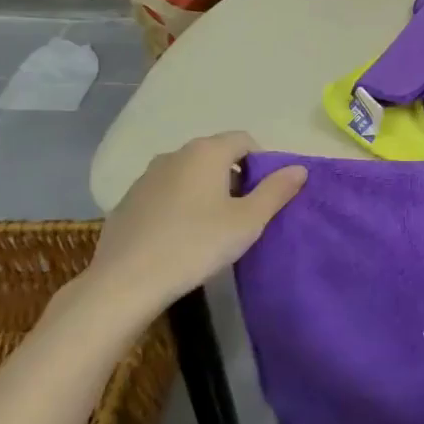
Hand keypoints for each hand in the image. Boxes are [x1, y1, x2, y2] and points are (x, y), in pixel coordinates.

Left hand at [67, 133, 306, 331]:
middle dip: (234, 177)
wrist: (125, 282)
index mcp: (207, 152)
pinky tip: (179, 237)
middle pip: (216, 155)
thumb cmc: (196, 245)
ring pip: (189, 174)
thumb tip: (299, 168)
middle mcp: (175, 154)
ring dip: (205, 190)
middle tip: (243, 214)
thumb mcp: (248, 221)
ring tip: (211, 227)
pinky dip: (179, 205)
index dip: (262, 163)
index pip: (245, 140)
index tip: (265, 196)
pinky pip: (165, 193)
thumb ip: (276, 191)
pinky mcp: (127, 201)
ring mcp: (146, 176)